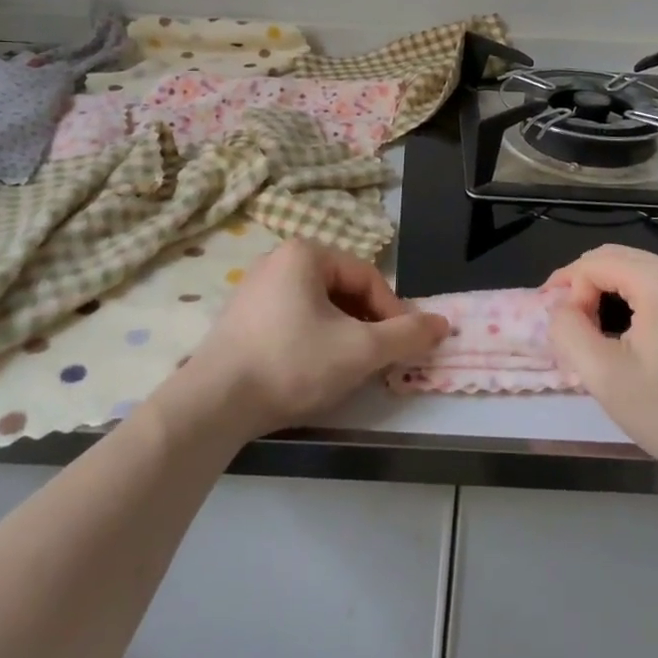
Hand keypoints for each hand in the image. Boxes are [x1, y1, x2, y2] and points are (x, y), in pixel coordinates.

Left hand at [177, 240, 449, 438]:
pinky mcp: (240, 319)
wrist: (213, 403)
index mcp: (305, 253)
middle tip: (378, 359)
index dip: (394, 312)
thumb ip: (406, 335)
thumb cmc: (293, 363)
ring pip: (317, 307)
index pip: (367, 278)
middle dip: (366, 324)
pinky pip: (291, 320)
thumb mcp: (360, 350)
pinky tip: (311, 371)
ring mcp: (254, 289)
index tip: (406, 347)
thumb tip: (443, 323)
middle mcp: (277, 260)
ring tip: (349, 369)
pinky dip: (312, 340)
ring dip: (342, 334)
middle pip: (342, 290)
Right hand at [546, 244, 657, 480]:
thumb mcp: (604, 375)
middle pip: (614, 259)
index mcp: (657, 278)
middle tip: (564, 322)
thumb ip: (568, 331)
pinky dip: (633, 300)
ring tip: (590, 328)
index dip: (567, 291)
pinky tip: (627, 333)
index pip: (592, 264)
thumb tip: (561, 309)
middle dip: (583, 285)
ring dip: (606, 292)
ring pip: (637, 272)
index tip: (561, 331)